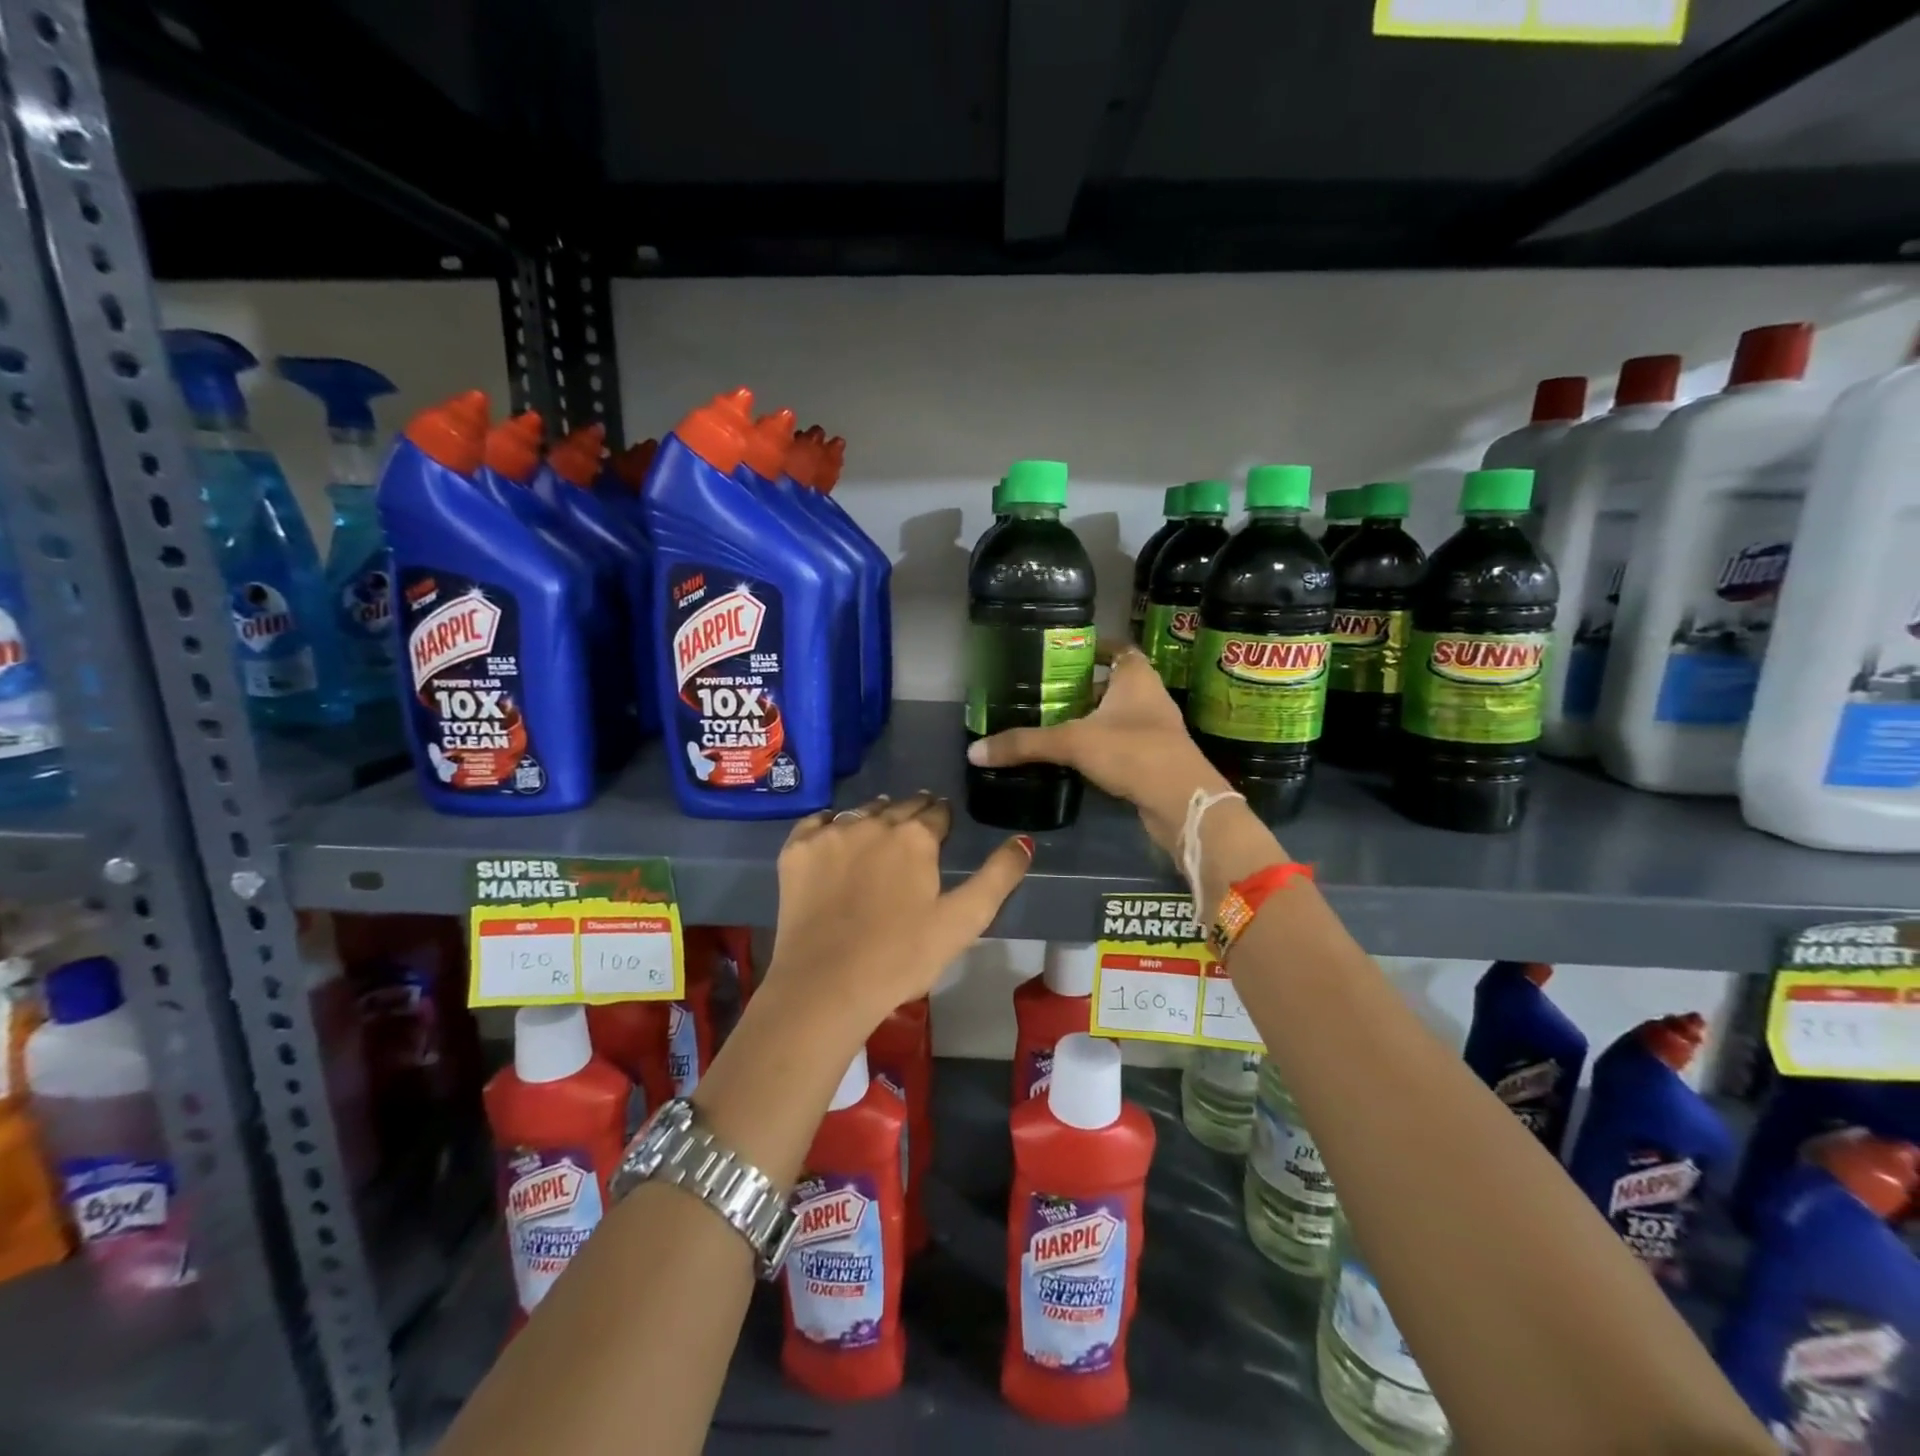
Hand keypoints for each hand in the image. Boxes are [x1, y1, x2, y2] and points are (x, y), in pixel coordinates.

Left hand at [762, 791, 1032, 1035]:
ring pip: (860, 812)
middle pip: (899, 806)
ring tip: (879, 830)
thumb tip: (1024, 840)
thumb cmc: (902, 957)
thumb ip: (998, 877)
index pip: (936, 812)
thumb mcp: (963, 921)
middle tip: (915, 827)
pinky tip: (834, 838)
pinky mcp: (796, 850)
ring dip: (874, 817)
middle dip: (912, 813)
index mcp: (915, 837)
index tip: (942, 827)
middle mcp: (872, 822)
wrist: (826, 985)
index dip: (942, 819)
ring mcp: (830, 833)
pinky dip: (829, 825)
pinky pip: (817, 822)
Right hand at [965, 644, 1228, 851]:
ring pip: (1116, 715)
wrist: (1182, 803)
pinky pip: (1121, 743)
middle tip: (1045, 691)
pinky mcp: (1153, 759)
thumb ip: (1025, 744)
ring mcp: (1155, 729)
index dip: (1092, 647)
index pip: (1117, 648)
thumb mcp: (1073, 742)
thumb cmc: (1133, 752)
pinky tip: (1074, 757)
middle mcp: (1149, 696)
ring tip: (1052, 722)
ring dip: (1090, 718)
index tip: (1062, 653)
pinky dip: (1100, 745)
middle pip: (1113, 682)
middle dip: (1082, 687)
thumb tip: (974, 751)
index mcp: (1136, 677)